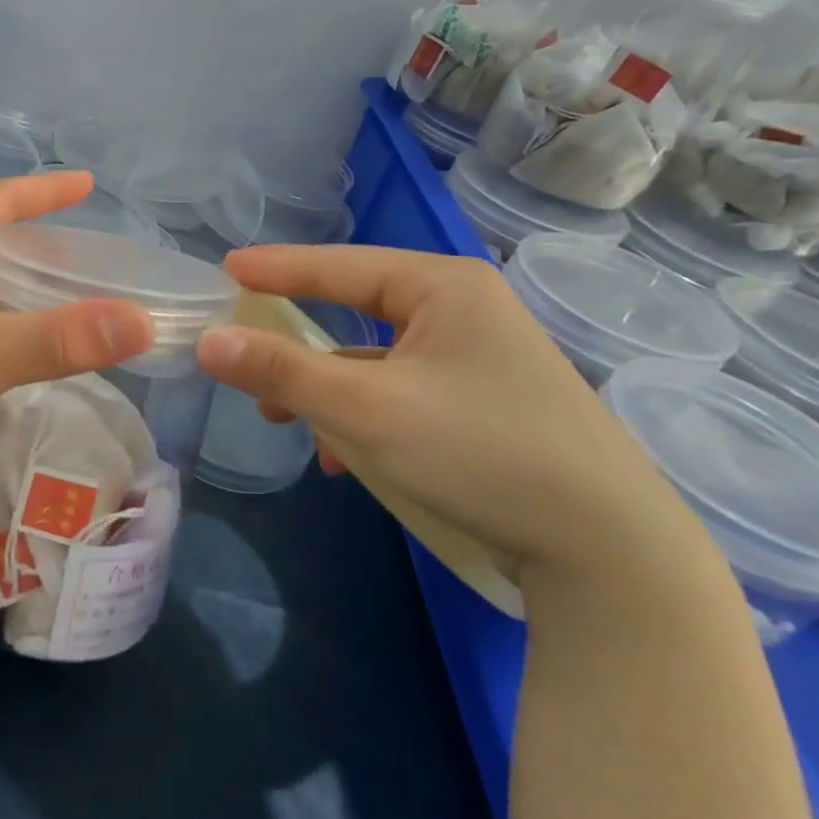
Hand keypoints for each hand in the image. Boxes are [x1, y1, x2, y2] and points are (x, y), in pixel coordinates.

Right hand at [196, 245, 719, 595]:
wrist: (609, 553)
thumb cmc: (480, 453)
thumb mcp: (366, 410)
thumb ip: (283, 370)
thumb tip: (209, 339)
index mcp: (443, 288)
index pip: (338, 265)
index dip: (276, 268)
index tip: (226, 268)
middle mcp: (464, 310)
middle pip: (356, 312)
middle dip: (300, 344)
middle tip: (248, 355)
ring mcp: (480, 359)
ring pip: (377, 360)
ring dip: (330, 390)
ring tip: (289, 421)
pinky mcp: (486, 404)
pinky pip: (404, 393)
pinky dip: (367, 417)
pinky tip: (348, 459)